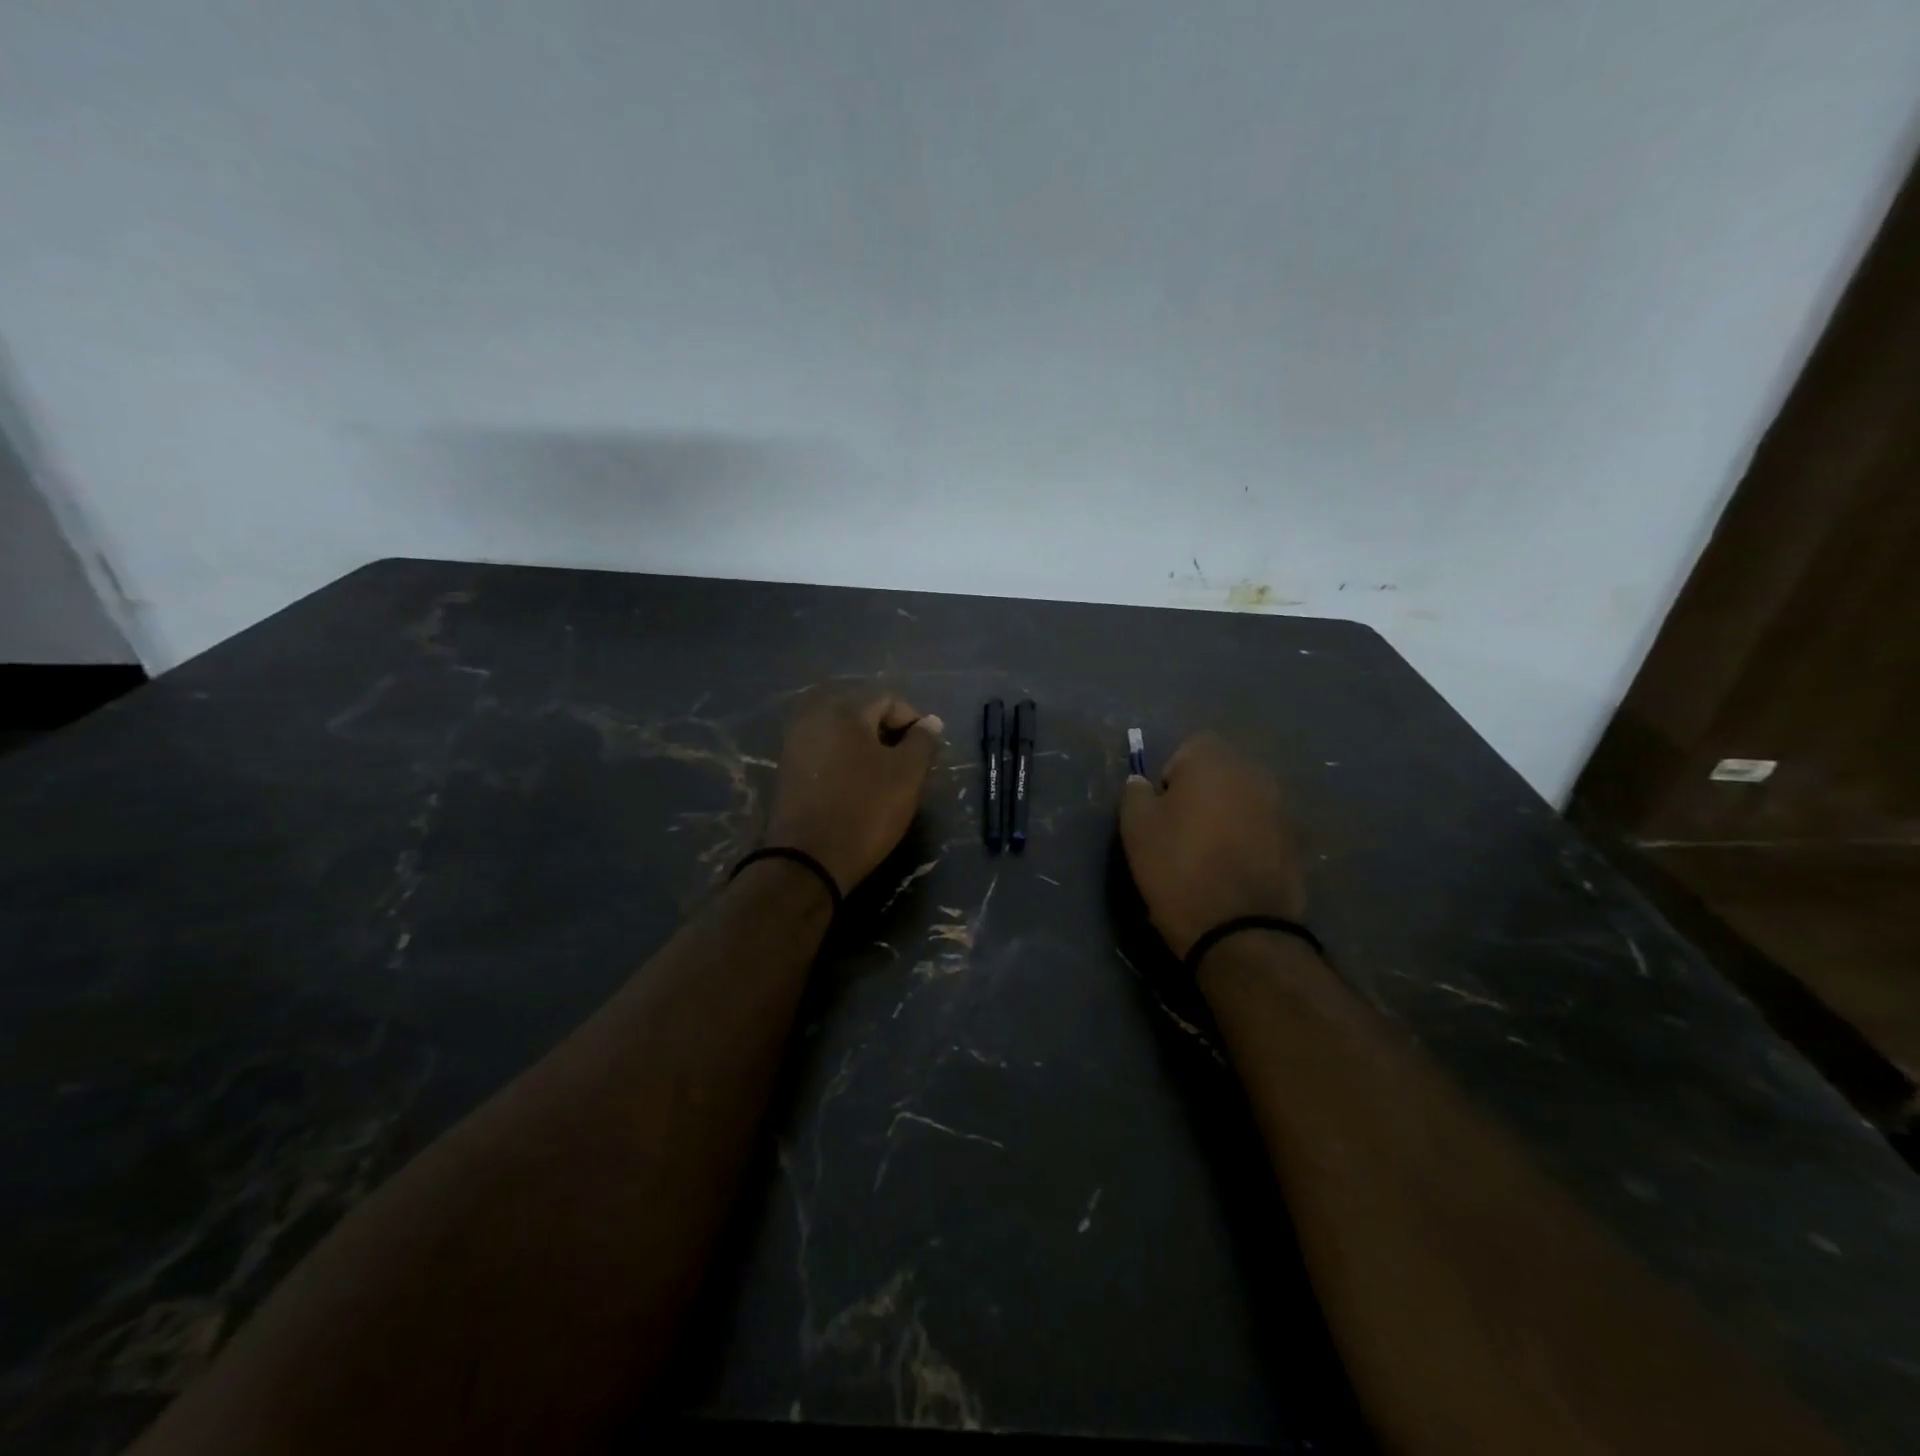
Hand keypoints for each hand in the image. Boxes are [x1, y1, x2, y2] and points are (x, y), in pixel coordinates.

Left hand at [764, 695, 944, 893]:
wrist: (807, 860)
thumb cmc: (865, 809)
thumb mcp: (907, 774)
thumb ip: (923, 742)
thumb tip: (930, 722)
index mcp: (843, 710)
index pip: (889, 700)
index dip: (914, 722)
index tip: (927, 753)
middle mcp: (813, 717)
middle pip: (863, 715)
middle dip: (889, 735)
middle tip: (908, 766)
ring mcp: (795, 744)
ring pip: (843, 736)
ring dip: (867, 751)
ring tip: (885, 780)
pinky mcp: (787, 770)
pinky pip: (825, 755)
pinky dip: (845, 764)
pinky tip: (857, 790)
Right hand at [1119, 732, 1307, 958]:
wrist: (1239, 929)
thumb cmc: (1178, 868)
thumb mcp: (1136, 828)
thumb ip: (1136, 793)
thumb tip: (1142, 782)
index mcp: (1214, 762)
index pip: (1191, 747)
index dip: (1172, 775)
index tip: (1162, 808)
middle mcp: (1254, 774)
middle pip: (1222, 771)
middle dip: (1203, 792)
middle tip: (1182, 830)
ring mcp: (1281, 808)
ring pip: (1244, 800)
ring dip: (1228, 815)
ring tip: (1209, 852)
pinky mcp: (1297, 842)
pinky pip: (1263, 828)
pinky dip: (1249, 839)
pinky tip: (1233, 869)